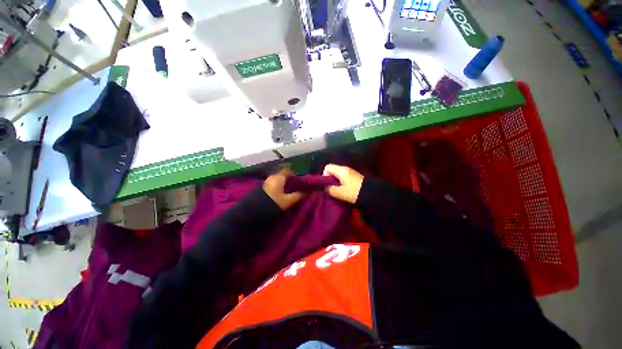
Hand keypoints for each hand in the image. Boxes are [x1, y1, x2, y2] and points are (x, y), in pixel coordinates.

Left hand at [263, 167, 303, 209]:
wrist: (256, 210)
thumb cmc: (275, 202)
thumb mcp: (289, 200)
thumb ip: (298, 195)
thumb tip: (306, 192)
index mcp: (279, 177)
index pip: (288, 170)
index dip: (295, 173)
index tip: (300, 178)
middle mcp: (272, 176)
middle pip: (283, 174)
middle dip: (290, 178)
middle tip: (296, 184)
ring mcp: (267, 181)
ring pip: (278, 179)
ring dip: (284, 183)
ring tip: (290, 189)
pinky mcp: (263, 187)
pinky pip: (274, 183)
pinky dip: (279, 186)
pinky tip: (282, 192)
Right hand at [323, 164, 363, 203]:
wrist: (373, 193)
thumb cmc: (355, 192)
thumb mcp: (341, 193)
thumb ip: (331, 190)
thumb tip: (326, 188)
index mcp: (341, 170)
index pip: (328, 167)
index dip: (324, 175)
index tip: (327, 184)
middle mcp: (345, 169)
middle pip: (333, 170)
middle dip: (330, 179)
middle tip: (331, 189)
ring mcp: (351, 172)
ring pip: (338, 174)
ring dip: (336, 182)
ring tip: (337, 191)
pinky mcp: (355, 177)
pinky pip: (344, 177)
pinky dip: (341, 182)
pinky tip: (344, 190)